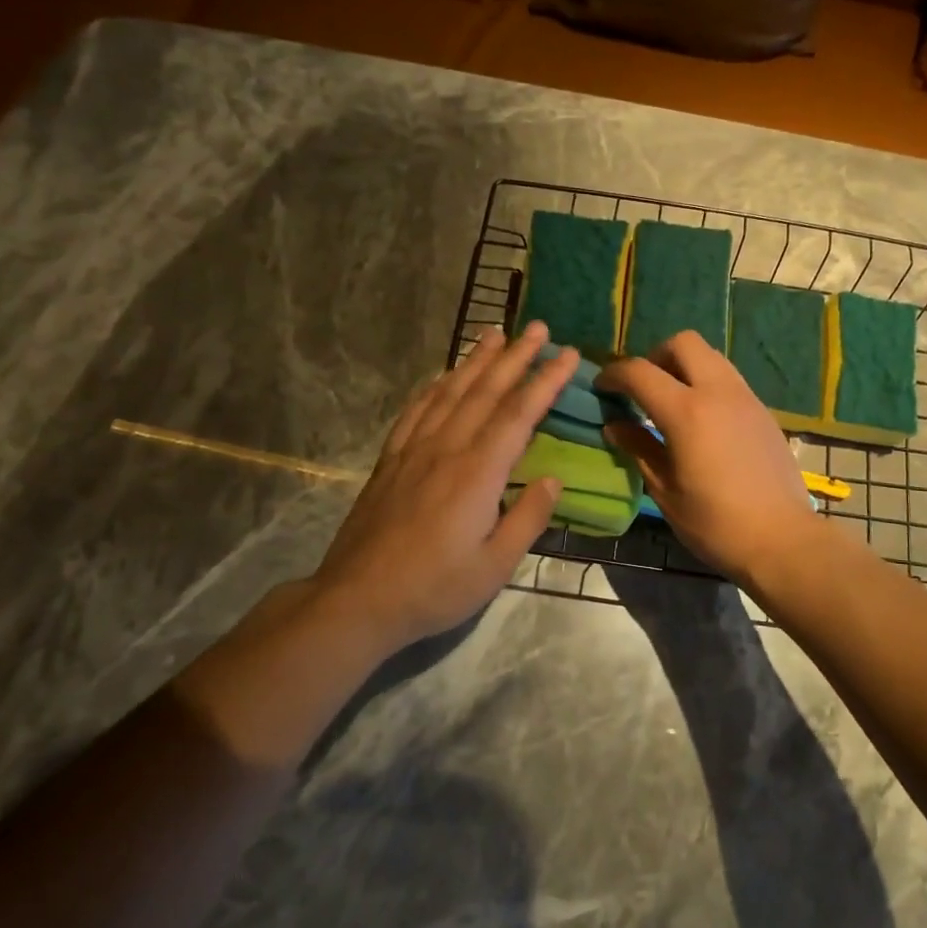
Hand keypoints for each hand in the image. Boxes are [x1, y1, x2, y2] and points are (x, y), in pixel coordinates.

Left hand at [305, 321, 576, 650]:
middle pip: (486, 391)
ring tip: (495, 333)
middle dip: (516, 356)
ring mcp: (414, 450)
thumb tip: (553, 478)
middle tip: (538, 327)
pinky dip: (434, 386)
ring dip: (476, 360)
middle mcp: (447, 448)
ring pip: (450, 392)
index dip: (546, 381)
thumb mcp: (495, 566)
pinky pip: (416, 410)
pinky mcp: (391, 460)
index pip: (519, 414)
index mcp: (478, 473)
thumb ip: (527, 518)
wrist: (357, 600)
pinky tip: (442, 375)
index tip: (569, 354)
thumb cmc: (434, 588)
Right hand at [596, 331, 819, 583]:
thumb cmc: (716, 524)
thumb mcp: (666, 491)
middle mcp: (718, 392)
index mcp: (687, 412)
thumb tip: (615, 425)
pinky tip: (702, 420)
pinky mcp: (763, 411)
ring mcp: (746, 398)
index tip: (601, 388)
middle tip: (642, 389)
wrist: (783, 539)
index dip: (613, 374)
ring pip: (711, 356)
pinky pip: (729, 379)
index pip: (640, 372)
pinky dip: (707, 384)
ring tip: (671, 401)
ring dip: (684, 366)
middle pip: (683, 343)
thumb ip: (639, 449)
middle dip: (654, 356)